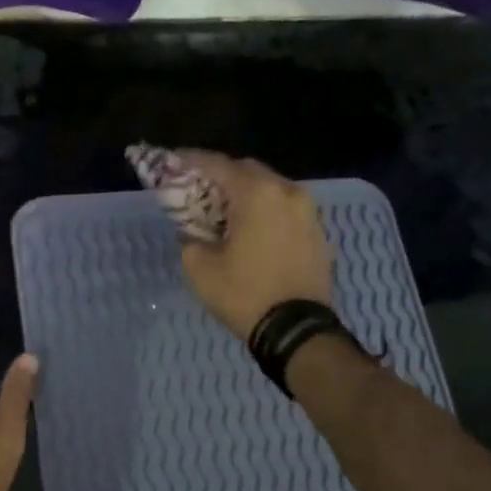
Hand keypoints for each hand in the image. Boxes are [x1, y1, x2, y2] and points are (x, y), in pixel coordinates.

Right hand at [171, 151, 333, 338]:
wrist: (296, 330)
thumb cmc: (244, 294)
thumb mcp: (200, 268)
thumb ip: (190, 238)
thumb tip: (194, 232)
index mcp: (257, 193)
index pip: (217, 165)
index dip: (191, 161)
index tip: (172, 162)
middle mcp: (287, 192)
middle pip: (248, 171)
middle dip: (220, 176)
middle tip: (198, 190)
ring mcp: (308, 212)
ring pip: (270, 190)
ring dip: (245, 195)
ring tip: (224, 212)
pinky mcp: (318, 233)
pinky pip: (285, 210)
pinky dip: (265, 212)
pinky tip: (251, 231)